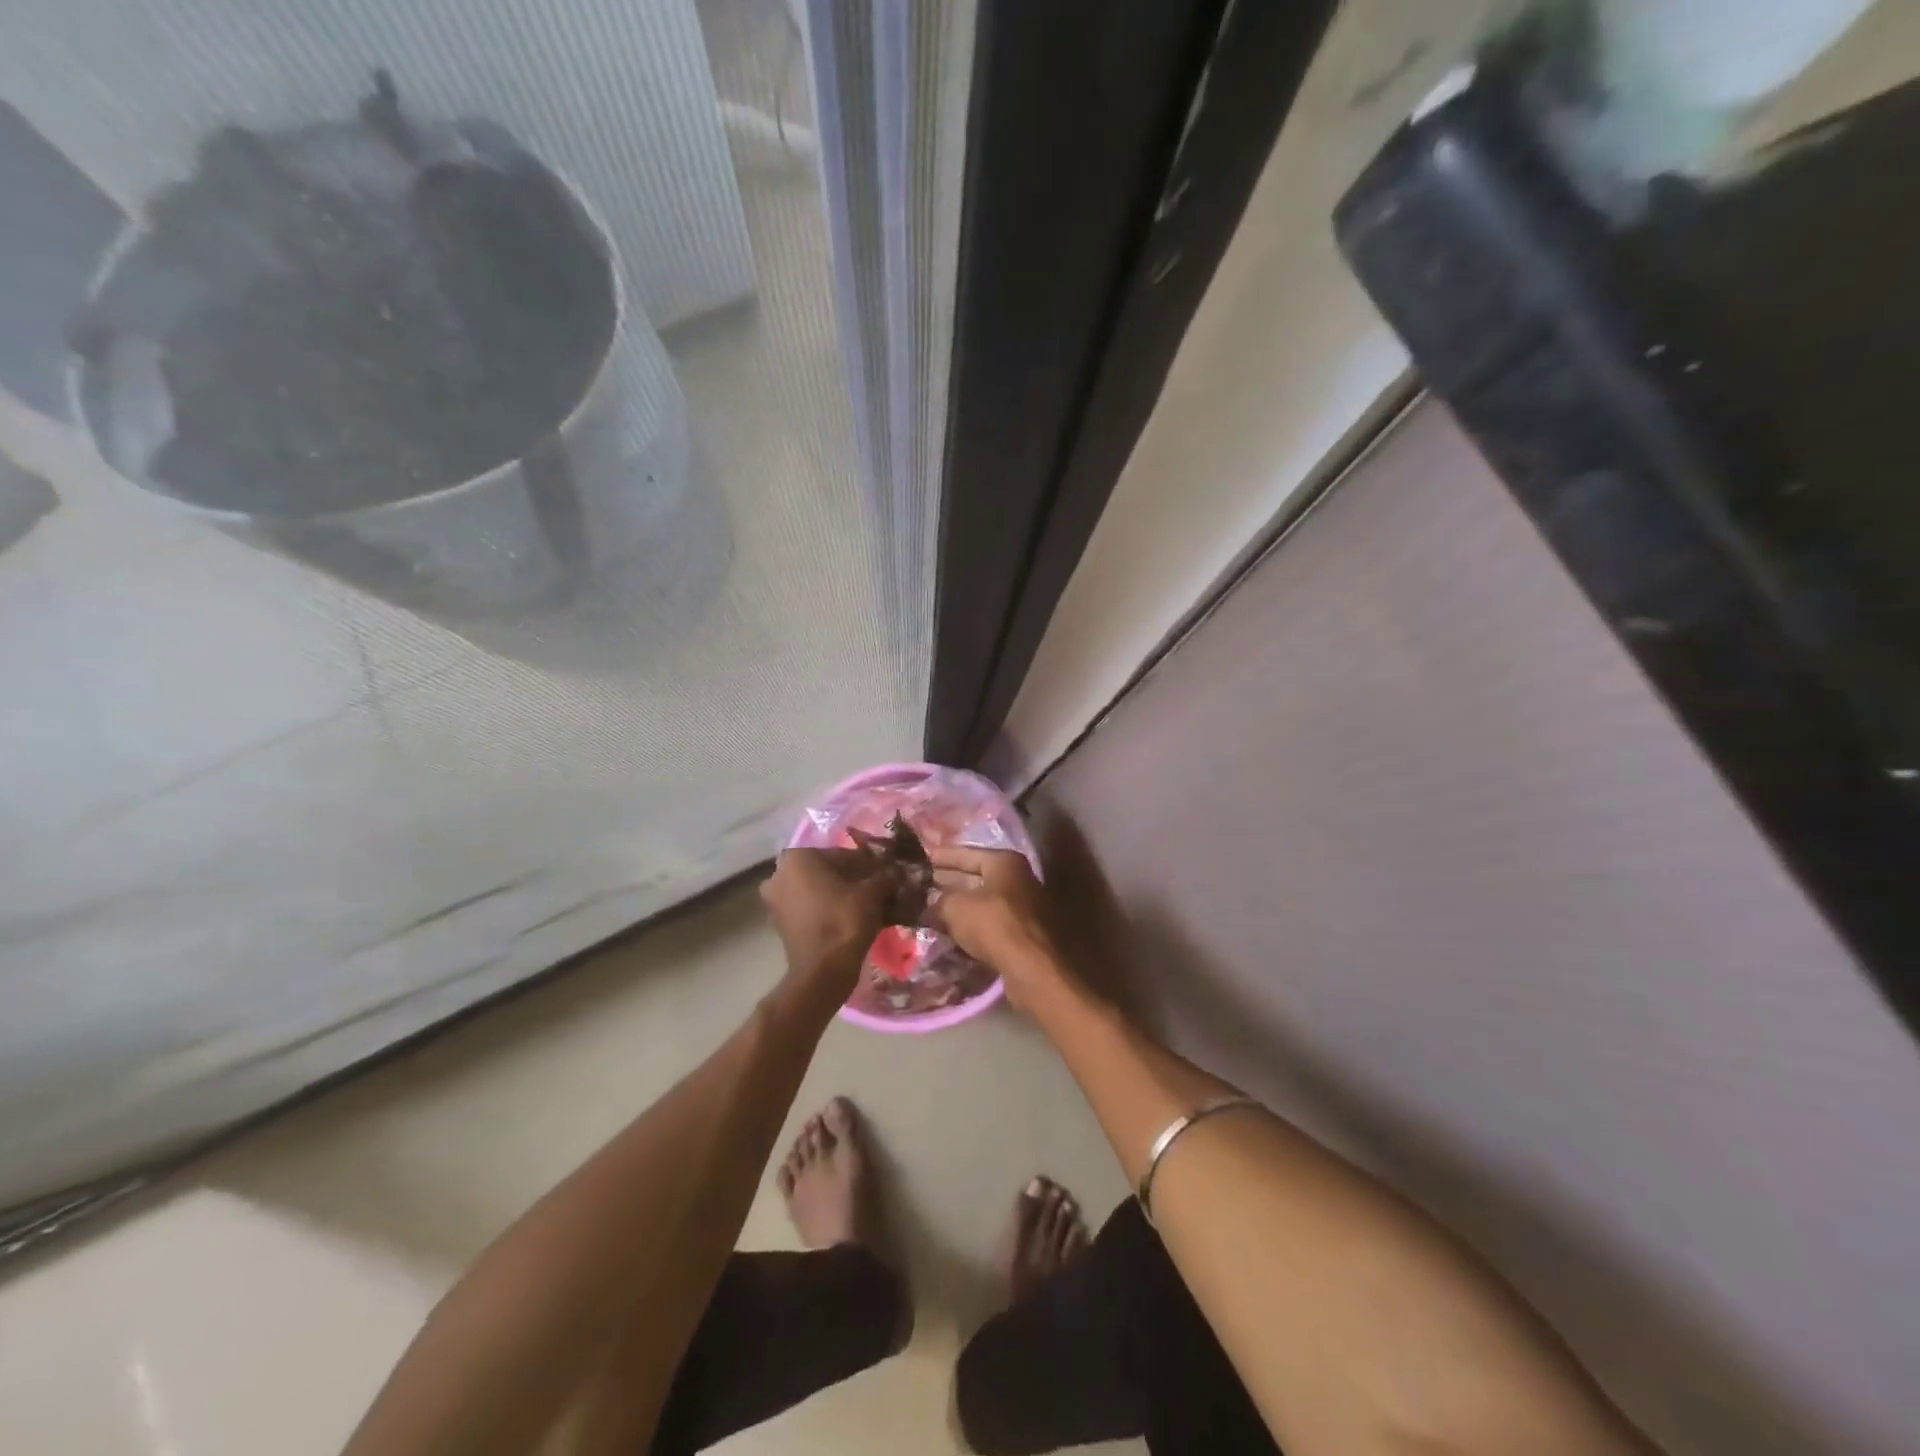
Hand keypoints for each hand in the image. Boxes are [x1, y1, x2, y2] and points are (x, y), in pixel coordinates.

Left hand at [760, 848, 890, 998]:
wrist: (823, 970)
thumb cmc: (844, 920)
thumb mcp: (872, 893)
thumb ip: (885, 876)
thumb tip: (896, 872)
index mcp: (799, 857)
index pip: (842, 854)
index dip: (867, 865)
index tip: (885, 875)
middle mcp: (780, 873)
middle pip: (827, 871)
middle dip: (851, 879)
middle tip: (877, 889)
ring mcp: (775, 900)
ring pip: (817, 889)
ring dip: (840, 894)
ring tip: (867, 905)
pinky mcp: (779, 923)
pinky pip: (809, 908)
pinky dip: (827, 909)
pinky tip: (850, 918)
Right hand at [927, 845, 1065, 1009]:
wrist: (1032, 968)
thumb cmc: (993, 925)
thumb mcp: (956, 907)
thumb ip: (939, 900)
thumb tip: (930, 901)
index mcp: (1005, 862)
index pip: (967, 853)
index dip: (941, 856)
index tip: (920, 858)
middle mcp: (1019, 878)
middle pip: (976, 876)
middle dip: (948, 882)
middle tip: (920, 885)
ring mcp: (1024, 906)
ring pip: (983, 901)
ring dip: (958, 905)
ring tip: (929, 908)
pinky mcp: (1024, 932)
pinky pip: (990, 921)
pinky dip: (971, 924)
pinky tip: (950, 930)